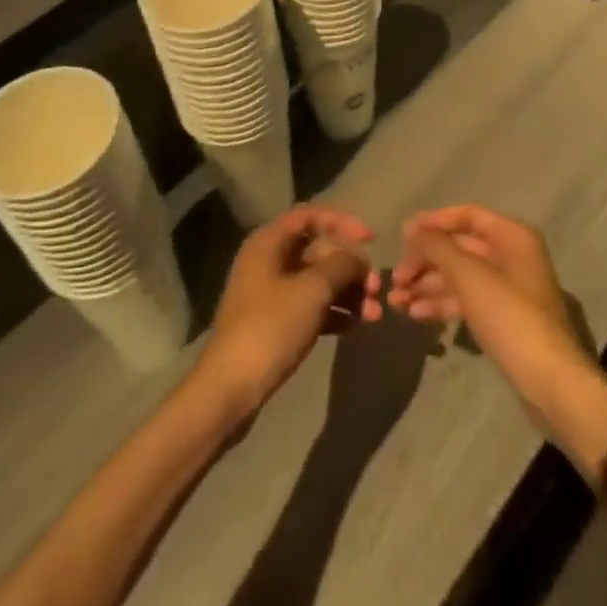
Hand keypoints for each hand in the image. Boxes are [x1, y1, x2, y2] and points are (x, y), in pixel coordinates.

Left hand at [196, 205, 382, 416]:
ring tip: (374, 313)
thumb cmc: (271, 327)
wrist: (230, 389)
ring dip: (347, 293)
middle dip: (350, 267)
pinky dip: (334, 312)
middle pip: (318, 251)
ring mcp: (270, 294)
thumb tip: (357, 258)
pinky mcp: (275, 324)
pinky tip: (356, 325)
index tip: (371, 239)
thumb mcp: (312, 290)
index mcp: (269, 242)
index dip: (343, 222)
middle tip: (376, 288)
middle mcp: (269, 261)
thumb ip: (341, 265)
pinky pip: (311, 307)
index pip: (311, 216)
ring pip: (317, 282)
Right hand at [388, 207, 606, 462]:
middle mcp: (511, 255)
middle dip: (426, 260)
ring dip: (428, 285)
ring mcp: (507, 288)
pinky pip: (466, 300)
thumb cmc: (511, 318)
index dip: (434, 222)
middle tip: (395, 279)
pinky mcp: (502, 318)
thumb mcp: (470, 278)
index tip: (402, 236)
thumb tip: (412, 227)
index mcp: (512, 236)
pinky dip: (442, 304)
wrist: (550, 382)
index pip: (467, 215)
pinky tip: (416, 314)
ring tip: (396, 302)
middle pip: (460, 247)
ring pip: (460, 276)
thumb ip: (438, 248)